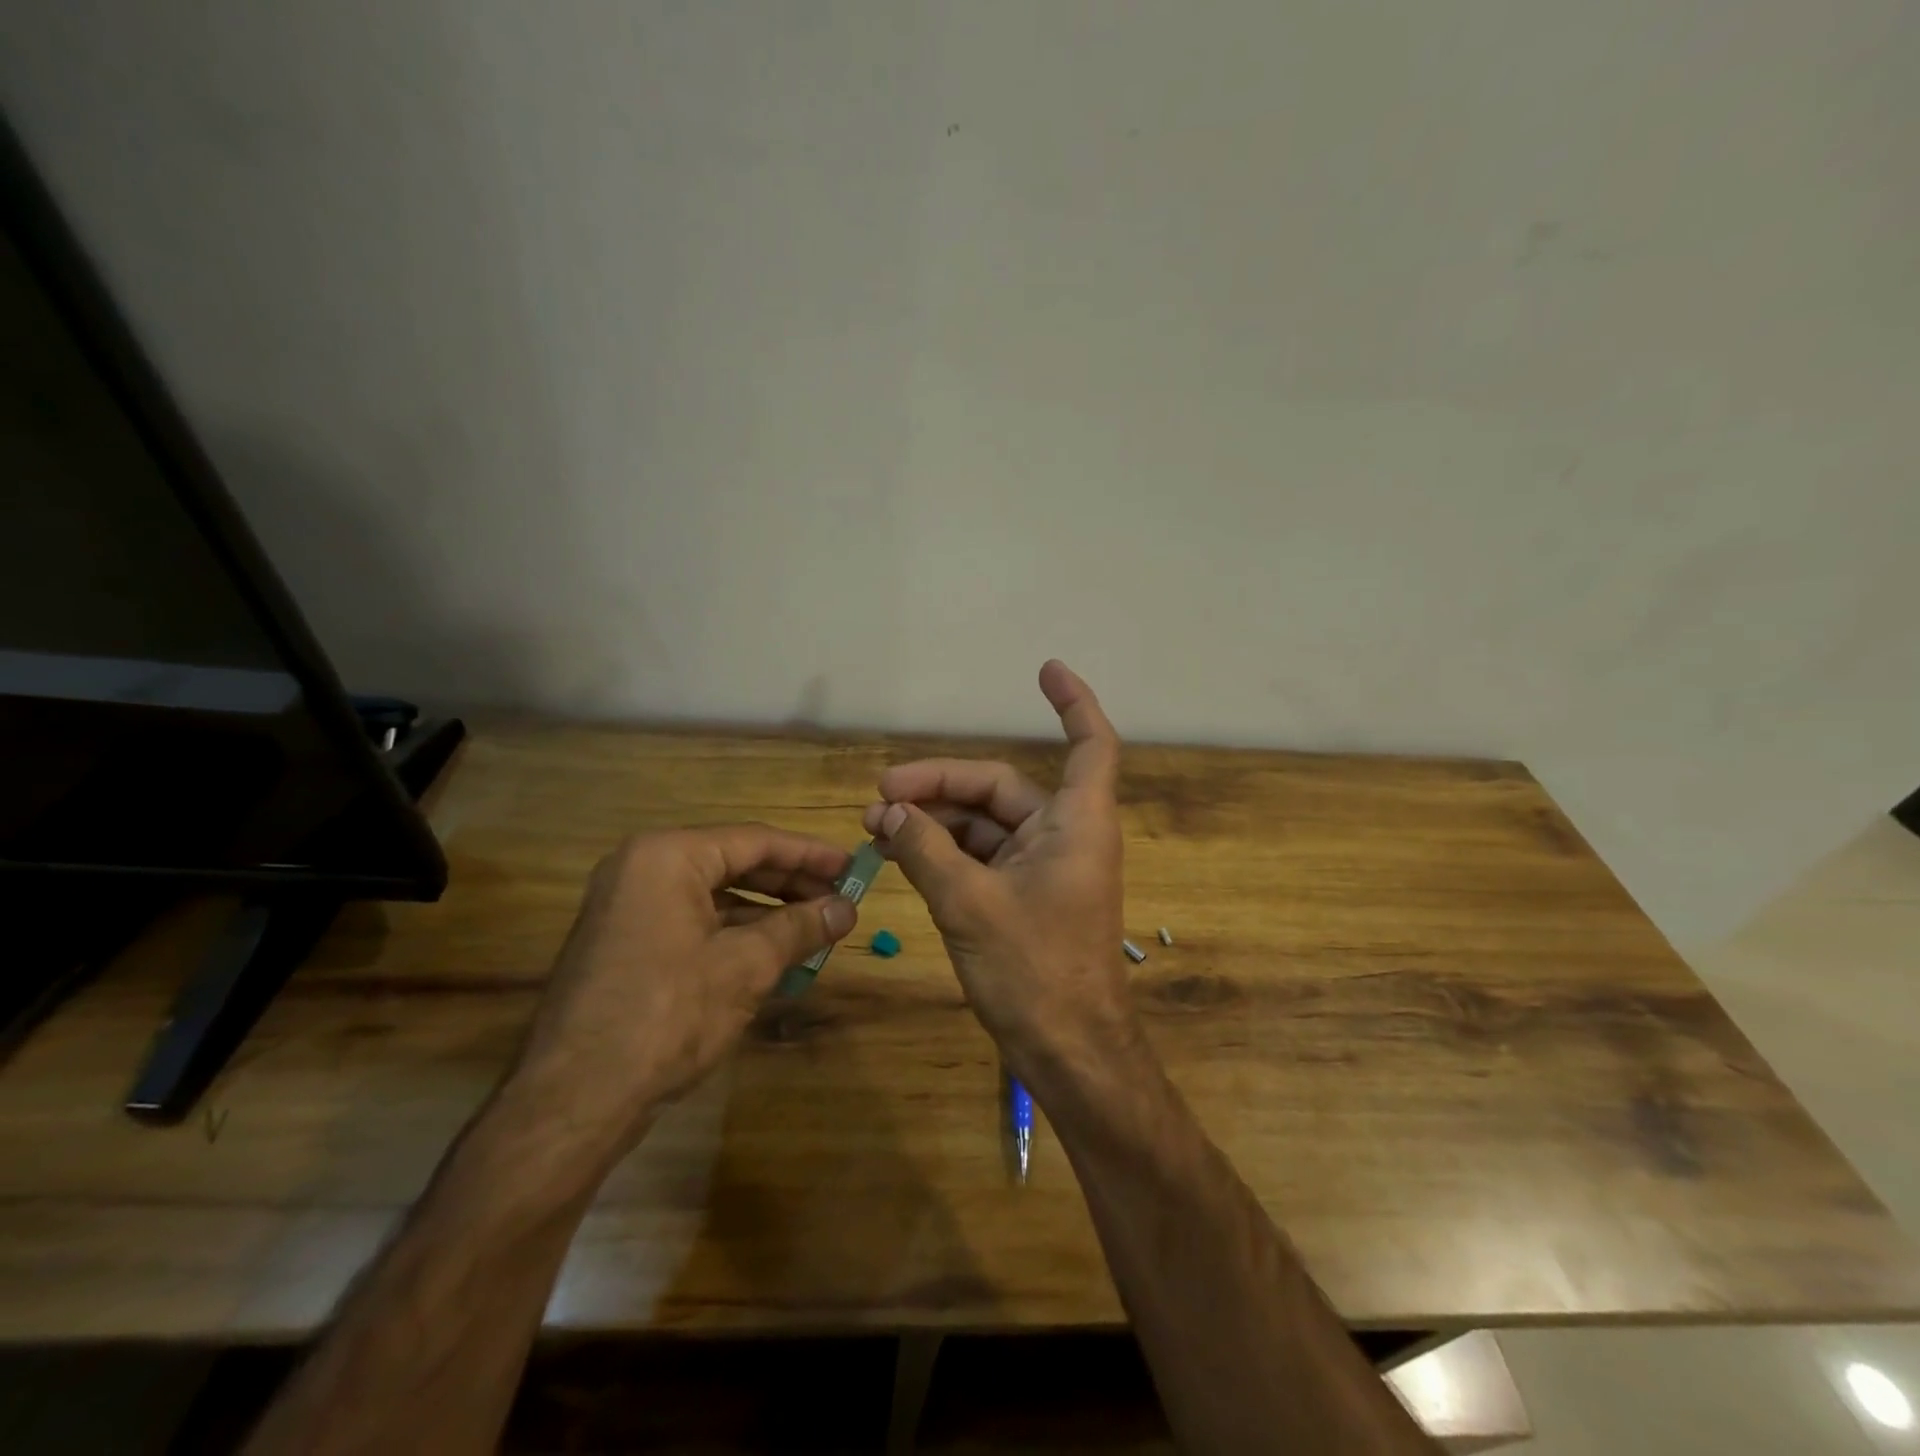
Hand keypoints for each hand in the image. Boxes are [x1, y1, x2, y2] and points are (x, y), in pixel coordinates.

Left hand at [507, 825, 858, 1158]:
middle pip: (734, 862)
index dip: (810, 856)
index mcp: (668, 857)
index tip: (853, 868)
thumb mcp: (746, 967)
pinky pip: (693, 920)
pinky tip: (772, 953)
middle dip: (790, 884)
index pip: (755, 841)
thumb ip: (800, 928)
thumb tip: (847, 909)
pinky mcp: (625, 941)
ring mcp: (628, 905)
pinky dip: (735, 932)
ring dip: (767, 911)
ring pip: (714, 894)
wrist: (574, 1100)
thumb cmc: (668, 1015)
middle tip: (839, 900)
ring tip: (815, 928)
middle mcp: (642, 868)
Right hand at [862, 661, 1143, 1089]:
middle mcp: (1065, 834)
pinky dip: (946, 850)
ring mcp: (1046, 866)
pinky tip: (902, 852)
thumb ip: (925, 850)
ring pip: (986, 823)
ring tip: (877, 825)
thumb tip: (885, 812)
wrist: (1068, 1050)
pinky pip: (983, 855)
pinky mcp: (1028, 894)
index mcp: (1075, 823)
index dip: (1072, 702)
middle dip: (940, 784)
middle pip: (1001, 787)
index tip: (1045, 670)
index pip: (1090, 744)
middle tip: (879, 794)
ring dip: (936, 820)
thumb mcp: (968, 904)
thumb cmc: (1034, 972)